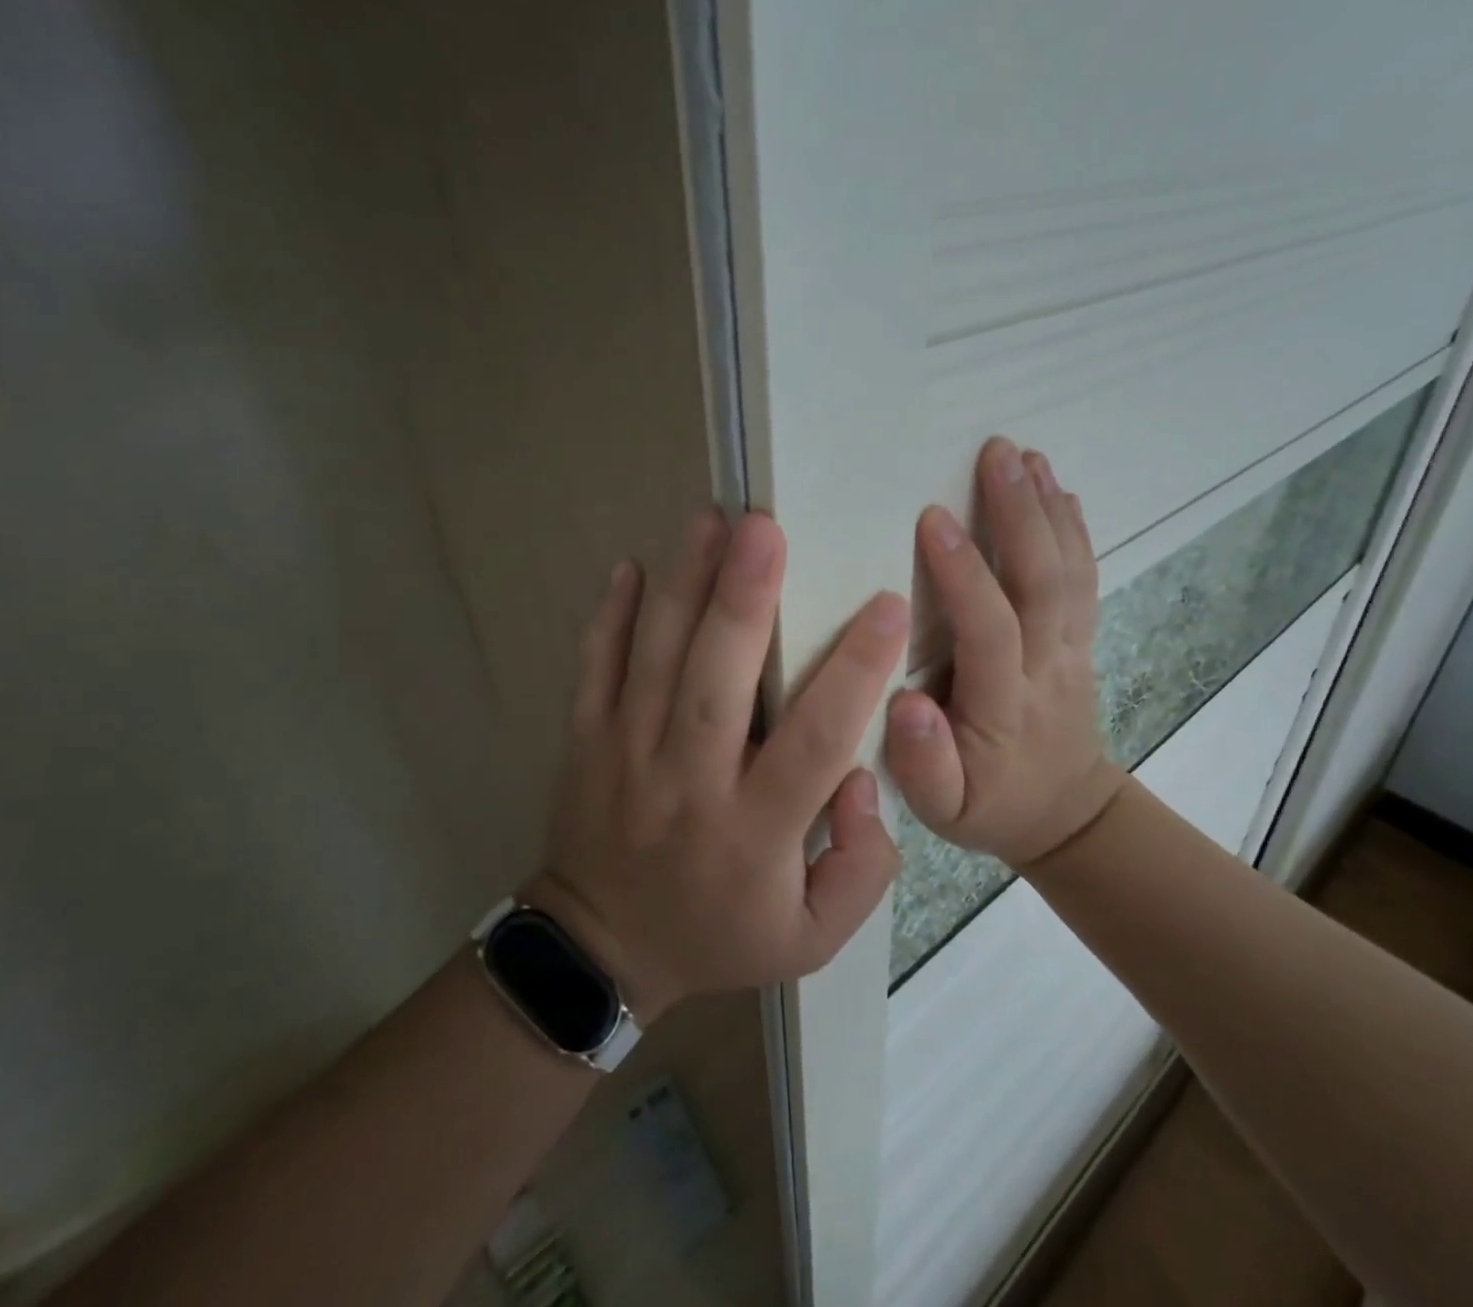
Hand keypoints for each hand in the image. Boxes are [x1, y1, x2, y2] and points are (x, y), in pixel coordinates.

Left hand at [527, 509, 907, 1023]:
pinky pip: (594, 670)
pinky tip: (632, 566)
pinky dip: (610, 617)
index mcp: (753, 831)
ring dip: (682, 586)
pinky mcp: (586, 742)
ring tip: (710, 520)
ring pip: (654, 660)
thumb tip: (863, 779)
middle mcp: (687, 784)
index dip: (854, 672)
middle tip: (766, 529)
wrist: (601, 952)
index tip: (887, 606)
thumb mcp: (813, 938)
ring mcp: (626, 756)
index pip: (814, 741)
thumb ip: (861, 867)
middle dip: (743, 600)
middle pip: (715, 682)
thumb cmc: (721, 934)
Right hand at [885, 439, 1127, 867]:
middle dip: (1021, 514)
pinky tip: (1060, 490)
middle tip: (997, 453)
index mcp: (1005, 706)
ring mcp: (1073, 649)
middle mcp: (1048, 668)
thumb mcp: (944, 809)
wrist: (1067, 813)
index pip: (990, 629)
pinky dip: (1075, 530)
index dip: (965, 574)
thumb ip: (923, 763)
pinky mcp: (1082, 639)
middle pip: (1043, 583)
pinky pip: (1085, 578)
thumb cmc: (992, 804)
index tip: (932, 517)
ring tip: (1028, 455)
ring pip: (1070, 572)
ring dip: (1050, 509)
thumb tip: (906, 703)